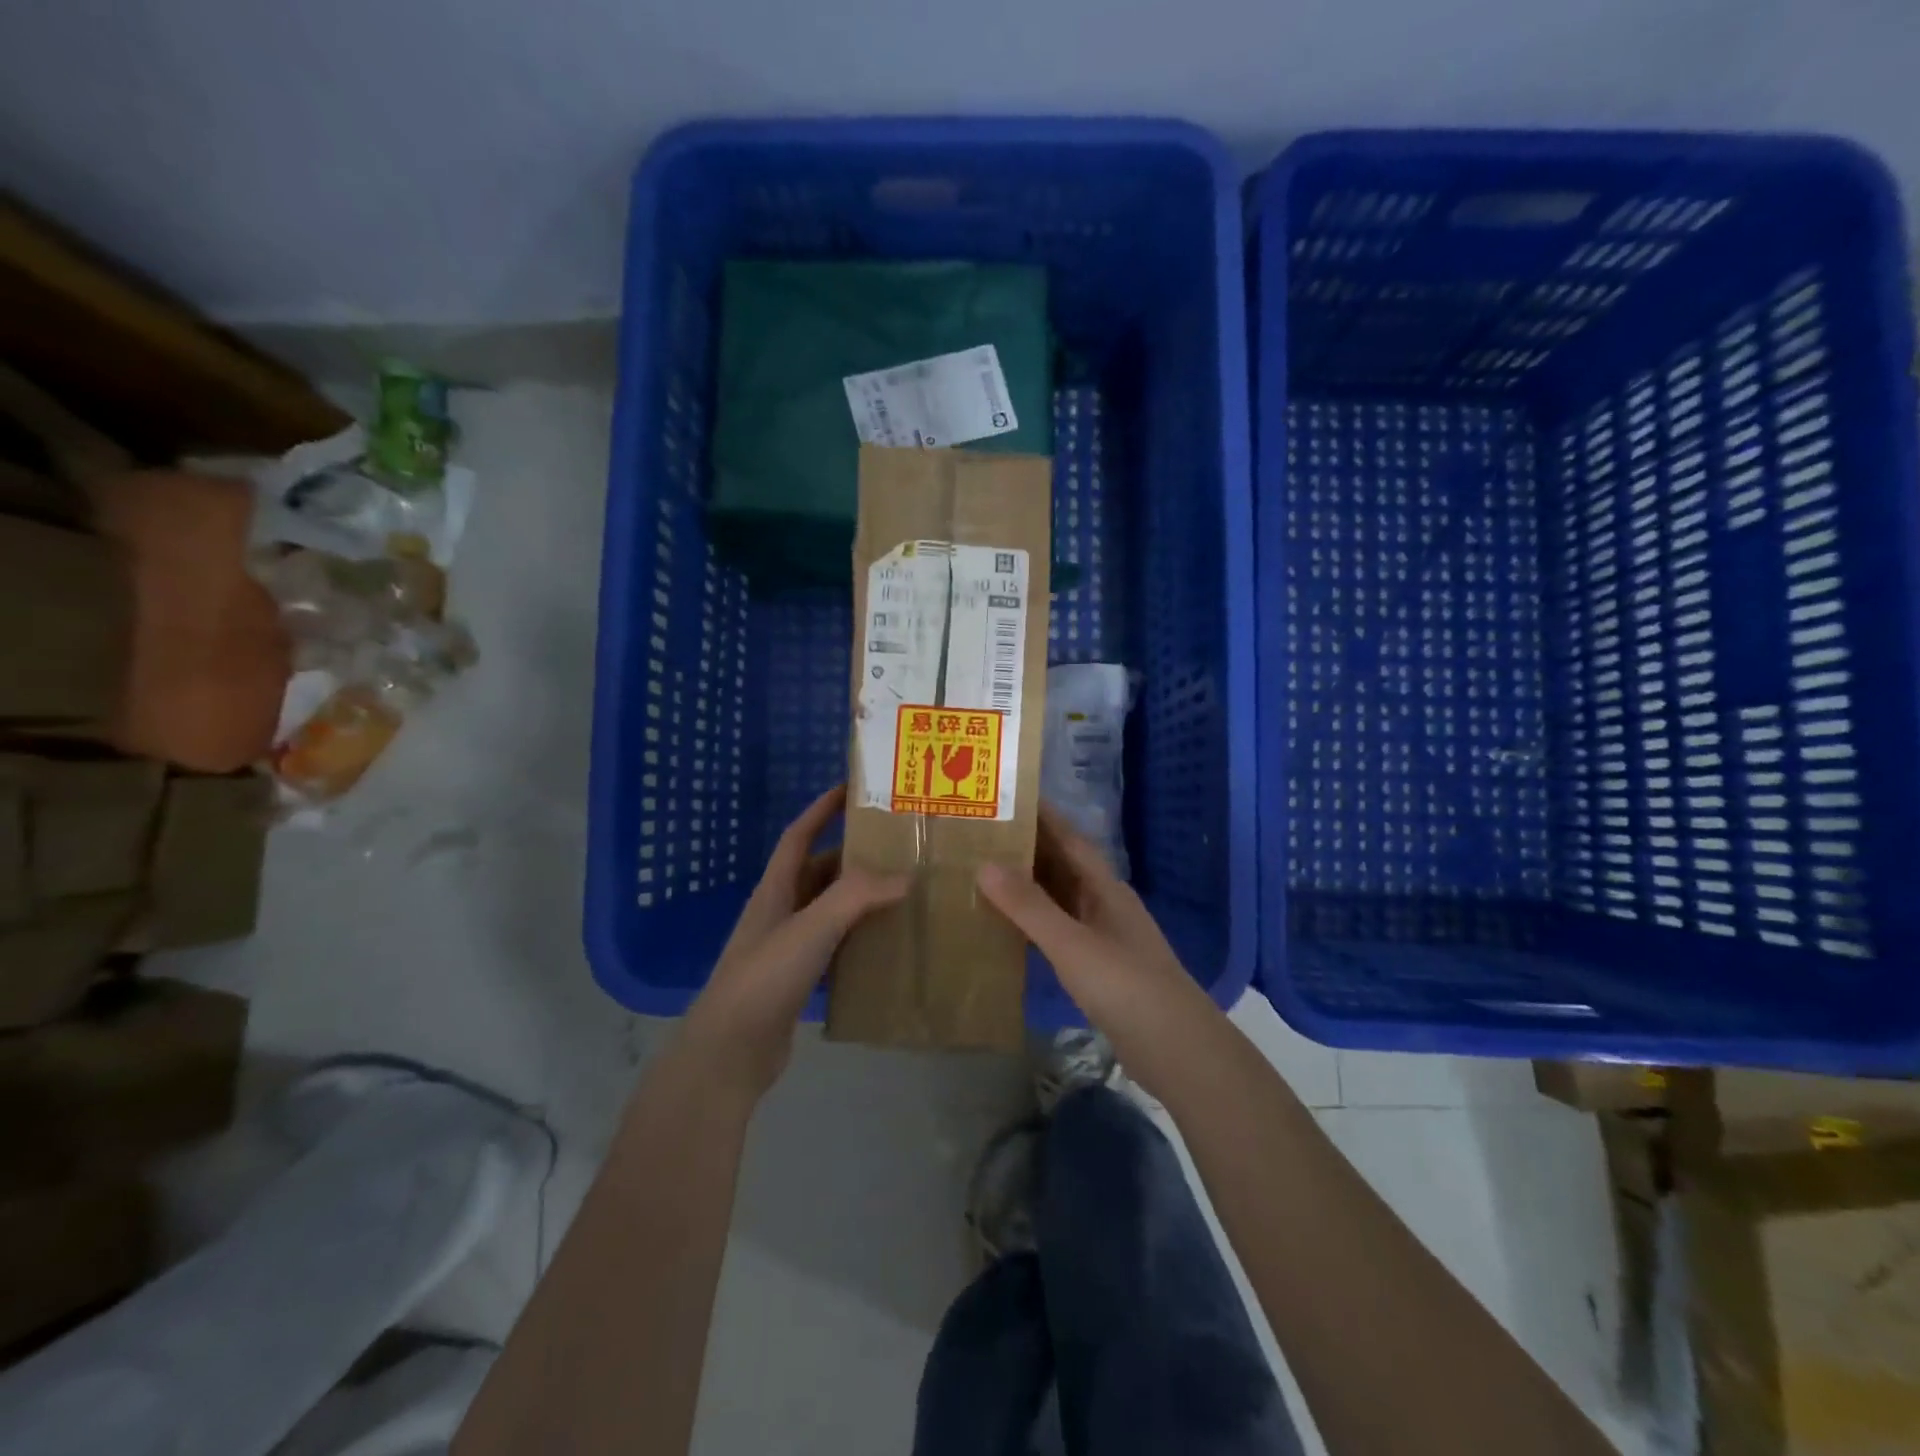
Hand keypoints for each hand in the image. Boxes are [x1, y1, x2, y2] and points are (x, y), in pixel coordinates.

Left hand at [676, 786, 906, 1101]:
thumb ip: (856, 897)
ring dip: (859, 900)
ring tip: (901, 893)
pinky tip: (885, 946)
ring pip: (829, 912)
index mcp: (774, 890)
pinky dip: (858, 941)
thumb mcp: (810, 928)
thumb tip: (905, 877)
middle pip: (818, 873)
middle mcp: (779, 913)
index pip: (798, 836)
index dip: (821, 810)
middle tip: (896, 849)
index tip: (850, 789)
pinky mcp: (797, 982)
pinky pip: (834, 949)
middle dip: (853, 857)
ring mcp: (786, 949)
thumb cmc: (765, 978)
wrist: (729, 1053)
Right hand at [976, 807, 1219, 1095]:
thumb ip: (1029, 906)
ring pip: (1060, 901)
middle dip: (1027, 851)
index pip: (1070, 840)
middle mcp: (1105, 906)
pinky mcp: (1099, 970)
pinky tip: (1008, 932)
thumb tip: (985, 864)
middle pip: (1063, 868)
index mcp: (1105, 888)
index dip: (1043, 817)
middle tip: (981, 837)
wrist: (1176, 1050)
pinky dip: (1034, 927)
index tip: (1009, 797)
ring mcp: (1104, 938)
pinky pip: (1059, 934)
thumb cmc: (1125, 986)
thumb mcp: (1072, 943)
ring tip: (984, 877)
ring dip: (1028, 889)